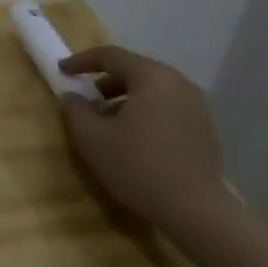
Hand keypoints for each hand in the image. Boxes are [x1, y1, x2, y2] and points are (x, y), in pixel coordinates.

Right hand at [57, 44, 227, 224]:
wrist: (195, 211)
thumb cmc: (138, 167)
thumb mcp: (92, 139)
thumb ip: (75, 110)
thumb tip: (71, 96)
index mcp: (152, 77)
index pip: (111, 55)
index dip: (82, 61)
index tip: (62, 71)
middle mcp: (178, 82)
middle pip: (134, 70)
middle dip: (104, 82)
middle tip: (85, 100)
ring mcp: (197, 105)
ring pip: (152, 90)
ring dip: (125, 99)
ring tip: (107, 123)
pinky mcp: (205, 127)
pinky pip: (167, 106)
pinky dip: (146, 112)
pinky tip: (134, 138)